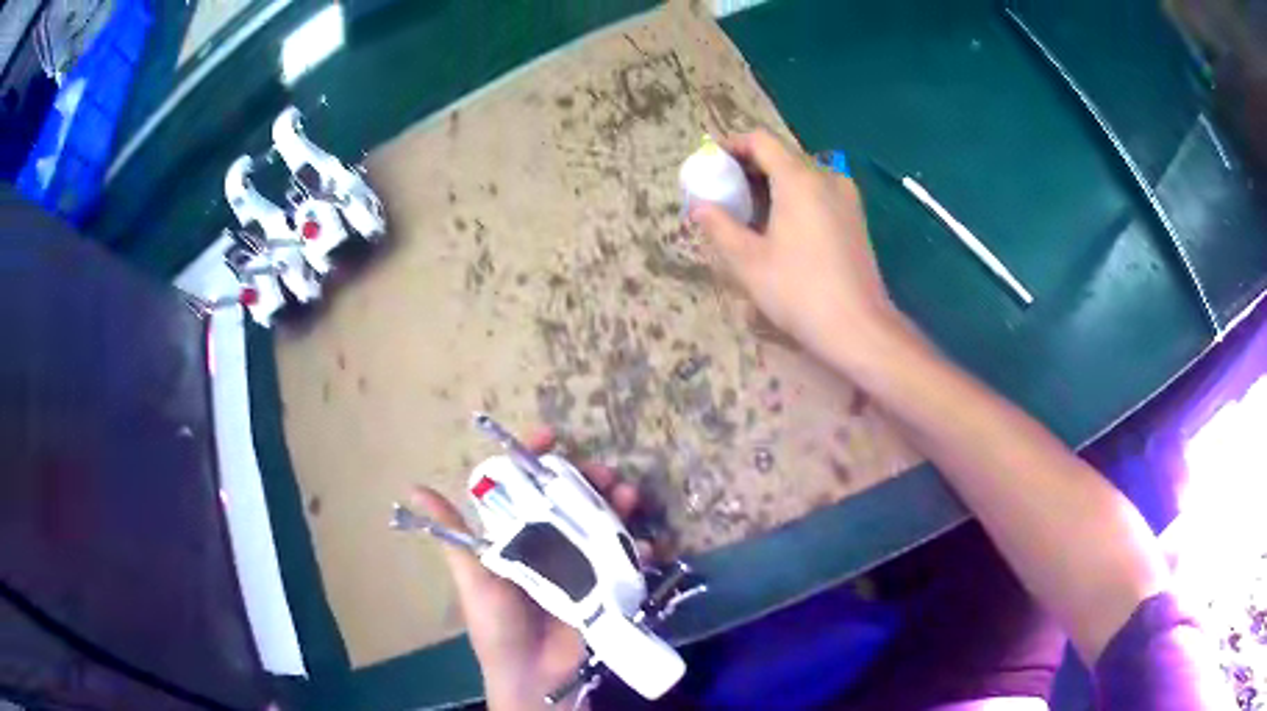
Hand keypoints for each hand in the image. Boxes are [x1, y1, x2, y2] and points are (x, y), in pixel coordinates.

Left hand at [412, 430, 644, 710]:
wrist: (533, 675)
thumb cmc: (496, 624)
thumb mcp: (473, 577)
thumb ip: (453, 535)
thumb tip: (414, 488)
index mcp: (517, 538)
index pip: (525, 489)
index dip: (536, 460)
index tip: (551, 436)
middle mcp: (550, 545)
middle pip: (571, 501)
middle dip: (588, 480)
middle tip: (603, 472)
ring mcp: (580, 565)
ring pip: (602, 524)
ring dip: (619, 506)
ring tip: (628, 496)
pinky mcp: (606, 587)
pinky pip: (626, 561)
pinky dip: (640, 550)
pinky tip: (648, 546)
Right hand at [689, 130, 898, 365]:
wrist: (858, 327)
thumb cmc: (799, 291)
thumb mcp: (748, 261)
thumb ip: (720, 226)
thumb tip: (699, 207)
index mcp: (798, 179)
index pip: (760, 141)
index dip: (731, 146)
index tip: (711, 164)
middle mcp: (826, 177)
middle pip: (782, 155)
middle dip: (749, 166)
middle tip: (724, 190)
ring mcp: (846, 197)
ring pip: (802, 174)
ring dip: (772, 183)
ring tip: (748, 210)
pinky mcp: (855, 217)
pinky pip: (819, 191)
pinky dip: (794, 196)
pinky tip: (781, 225)